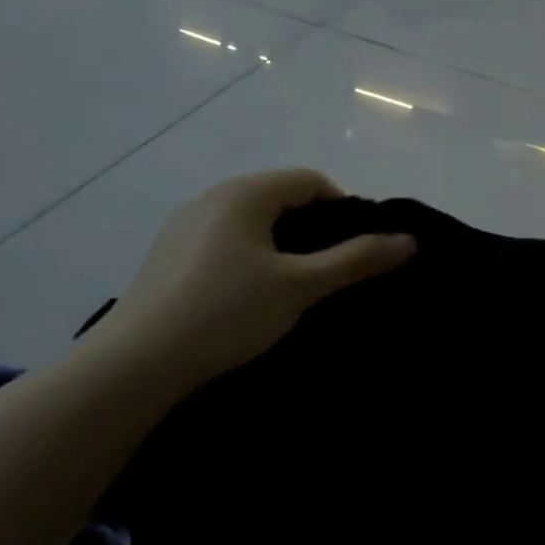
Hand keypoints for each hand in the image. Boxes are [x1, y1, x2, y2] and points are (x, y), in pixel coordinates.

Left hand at [100, 169, 412, 392]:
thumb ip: (356, 260)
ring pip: (253, 222)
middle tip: (332, 274)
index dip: (344, 210)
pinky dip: (252, 258)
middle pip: (281, 198)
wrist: (136, 364)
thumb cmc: (227, 312)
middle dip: (315, 230)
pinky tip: (250, 298)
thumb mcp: (300, 286)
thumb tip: (409, 241)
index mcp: (243, 192)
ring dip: (283, 246)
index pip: (310, 181)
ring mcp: (184, 226)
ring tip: (296, 289)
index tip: (357, 252)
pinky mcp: (168, 256)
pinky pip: (226, 242)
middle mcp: (211, 197)